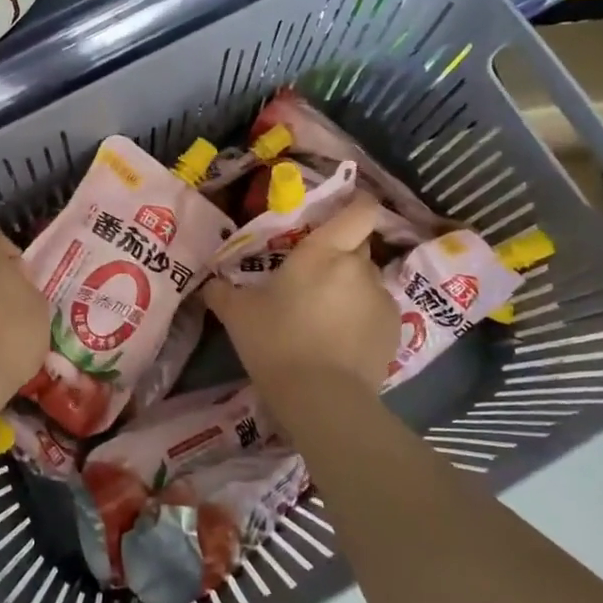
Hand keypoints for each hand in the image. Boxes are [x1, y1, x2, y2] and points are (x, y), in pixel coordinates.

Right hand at [203, 199, 398, 398]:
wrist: (323, 399)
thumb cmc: (276, 342)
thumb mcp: (237, 315)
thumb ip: (222, 293)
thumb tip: (209, 284)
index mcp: (323, 251)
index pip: (358, 210)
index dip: (356, 203)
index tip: (343, 208)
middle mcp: (358, 267)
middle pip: (358, 245)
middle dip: (341, 253)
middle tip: (315, 274)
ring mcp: (380, 298)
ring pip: (367, 280)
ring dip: (351, 288)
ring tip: (326, 316)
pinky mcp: (394, 330)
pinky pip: (376, 310)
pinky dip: (362, 317)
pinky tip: (341, 341)